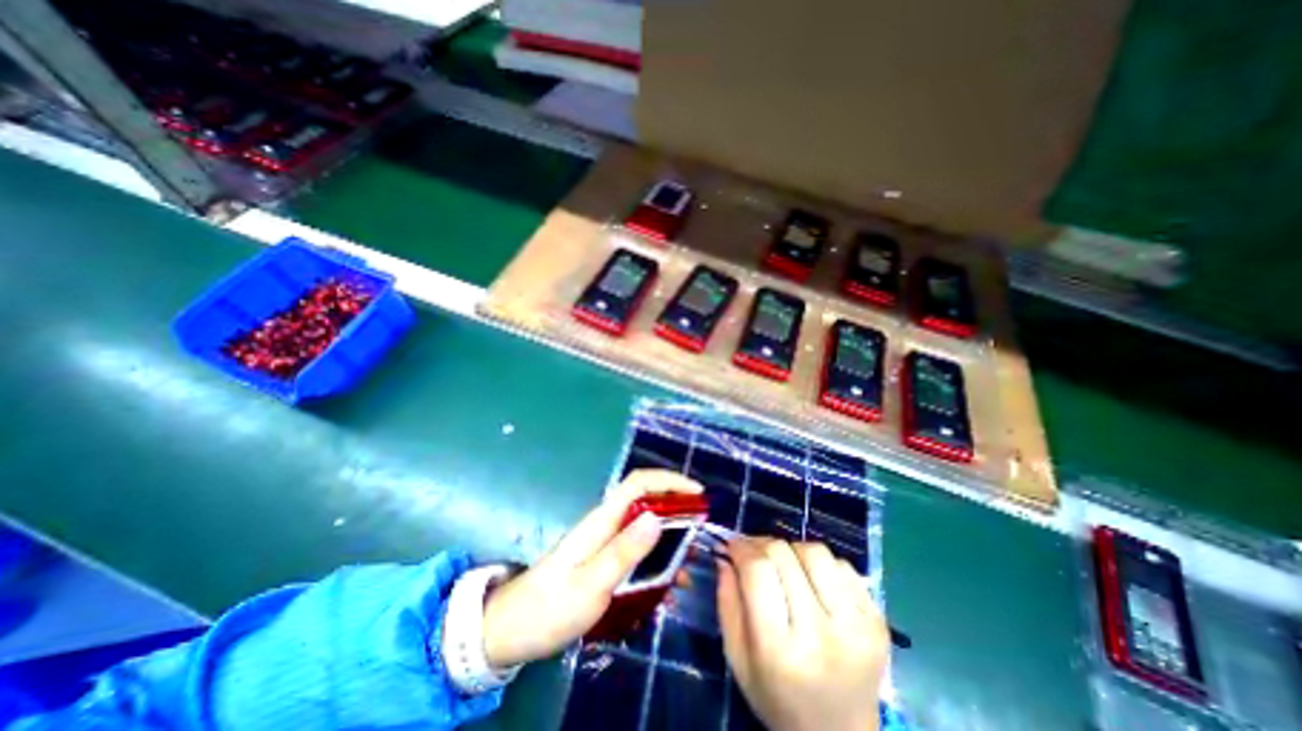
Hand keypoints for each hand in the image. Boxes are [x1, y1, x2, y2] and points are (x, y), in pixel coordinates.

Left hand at [479, 471, 702, 669]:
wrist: (511, 630)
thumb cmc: (550, 607)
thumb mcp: (591, 584)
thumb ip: (624, 551)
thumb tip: (658, 516)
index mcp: (603, 520)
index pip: (638, 483)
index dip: (669, 481)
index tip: (698, 494)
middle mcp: (606, 524)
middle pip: (646, 501)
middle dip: (676, 507)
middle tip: (701, 530)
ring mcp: (604, 541)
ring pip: (644, 526)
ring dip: (670, 536)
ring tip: (691, 562)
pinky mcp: (603, 560)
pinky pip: (637, 549)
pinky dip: (657, 558)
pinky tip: (668, 583)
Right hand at [717, 537, 891, 730]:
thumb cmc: (778, 698)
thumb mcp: (738, 658)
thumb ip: (727, 602)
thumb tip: (726, 555)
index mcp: (780, 650)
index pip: (758, 570)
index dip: (741, 548)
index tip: (732, 546)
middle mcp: (821, 634)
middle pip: (784, 555)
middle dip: (761, 544)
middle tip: (753, 551)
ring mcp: (856, 626)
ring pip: (815, 551)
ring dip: (792, 550)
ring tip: (785, 565)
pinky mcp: (878, 621)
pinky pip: (843, 566)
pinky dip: (821, 564)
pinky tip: (813, 582)